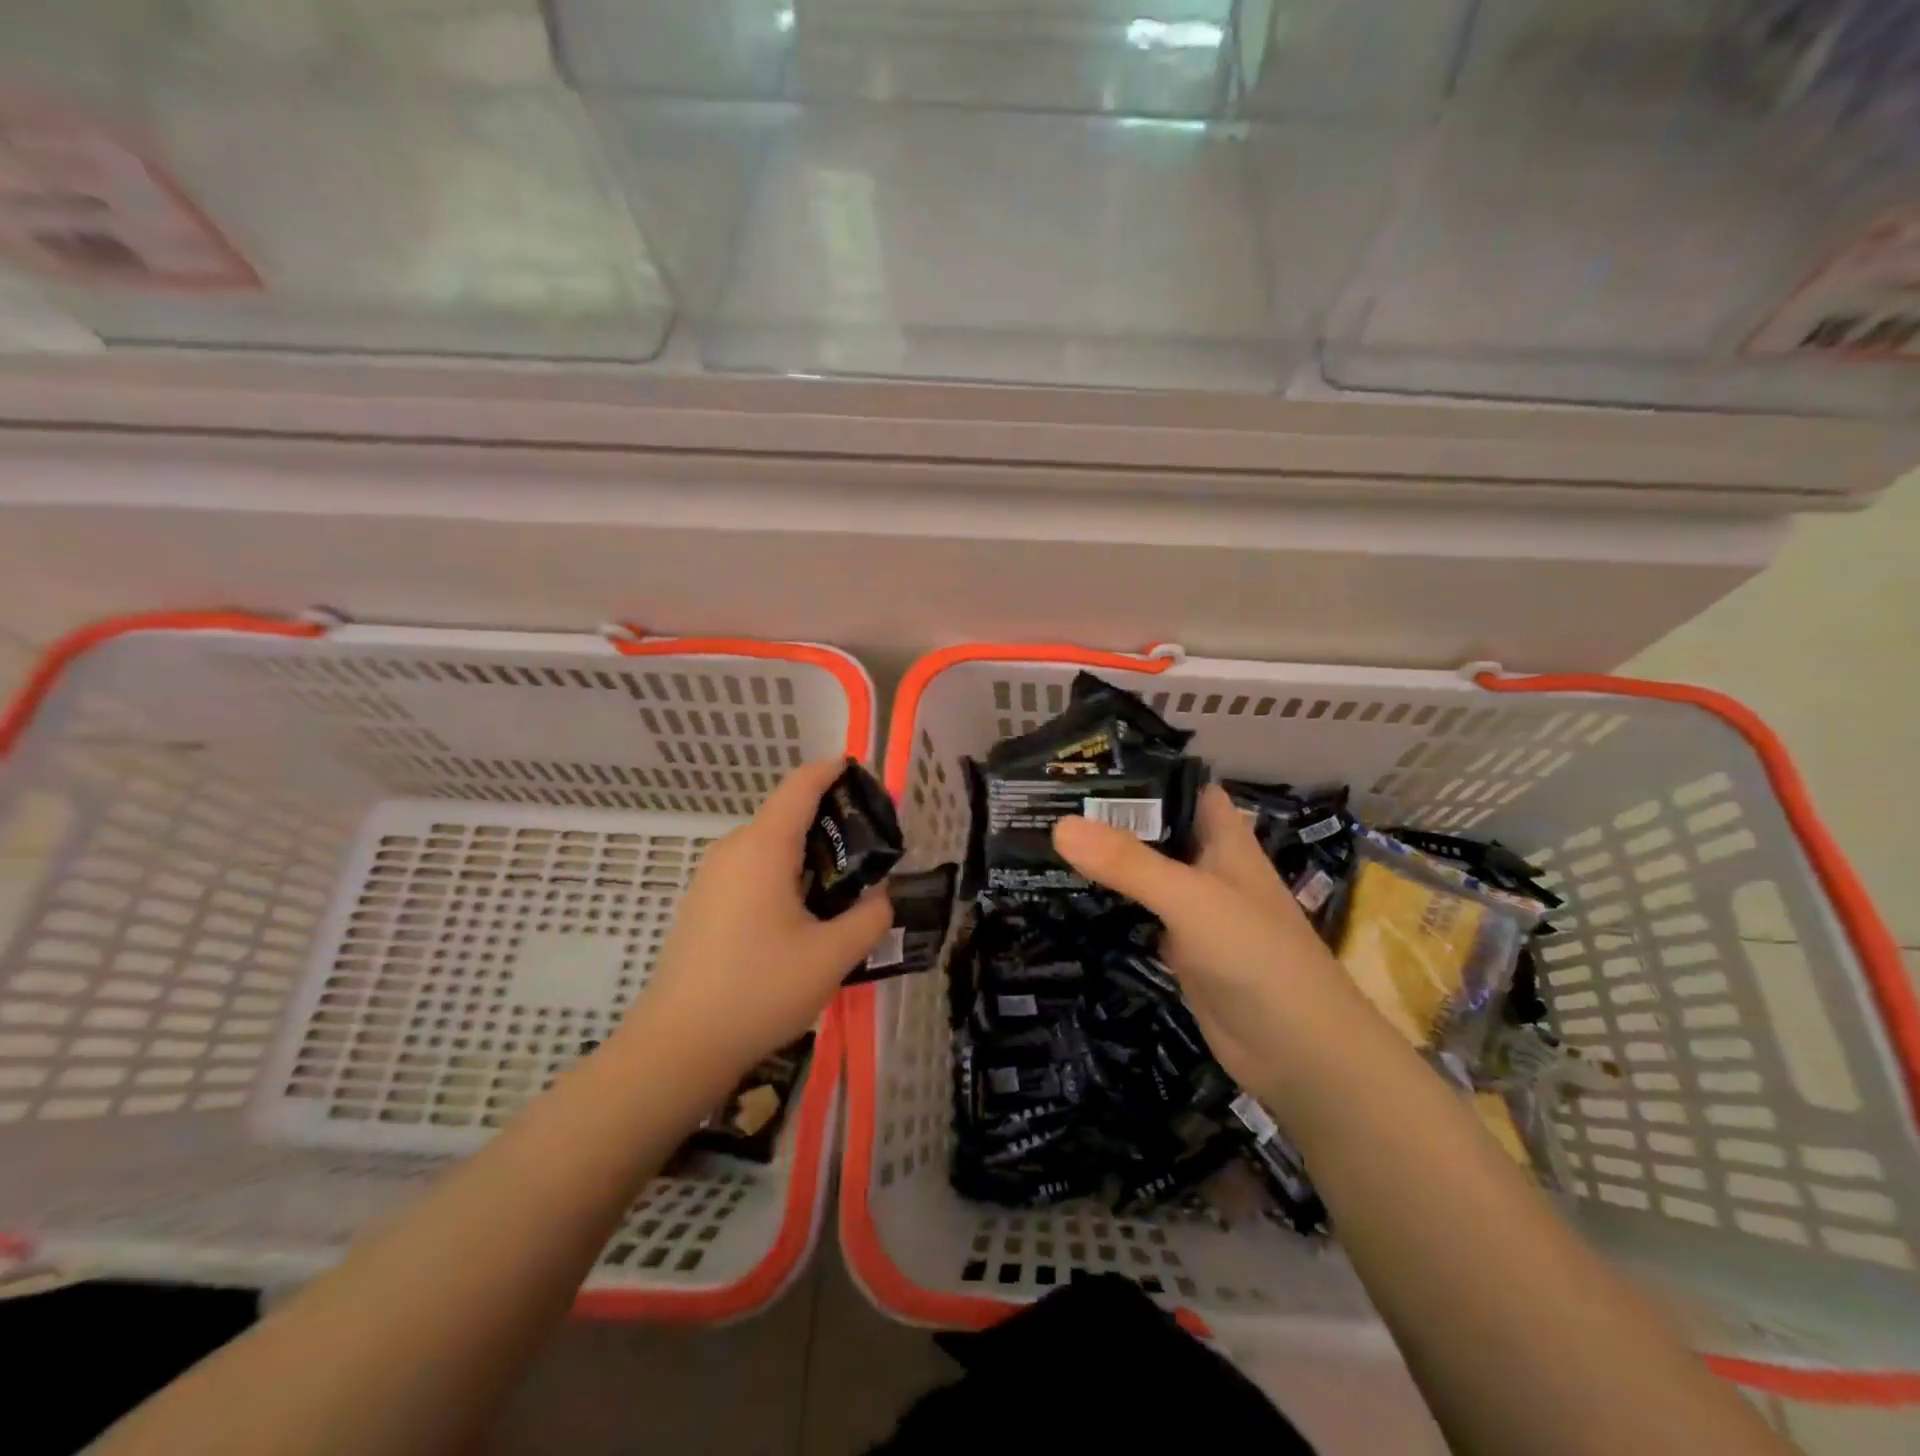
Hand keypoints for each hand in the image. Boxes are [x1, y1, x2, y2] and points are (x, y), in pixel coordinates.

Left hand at [621, 758, 892, 1087]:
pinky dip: (785, 873)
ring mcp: (712, 876)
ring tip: (846, 884)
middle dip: (831, 820)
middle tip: (873, 849)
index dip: (833, 771)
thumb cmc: (759, 990)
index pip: (801, 785)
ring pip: (770, 844)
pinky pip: (753, 869)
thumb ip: (870, 917)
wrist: (677, 1046)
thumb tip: (881, 897)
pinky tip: (805, 913)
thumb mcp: (832, 956)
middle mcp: (733, 849)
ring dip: (809, 852)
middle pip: (787, 813)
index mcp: (763, 847)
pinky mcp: (704, 902)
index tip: (865, 773)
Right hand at [1053, 784, 1399, 1107]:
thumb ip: (1128, 863)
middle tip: (1044, 805)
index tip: (1082, 766)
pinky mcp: (1179, 950)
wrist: (1298, 1052)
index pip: (1180, 787)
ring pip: (1142, 875)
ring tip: (1042, 844)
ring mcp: (1193, 910)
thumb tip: (1059, 825)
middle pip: (1154, 831)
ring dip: (1104, 863)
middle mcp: (1207, 867)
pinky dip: (1108, 908)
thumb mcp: (1190, 898)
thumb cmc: (1255, 955)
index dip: (1139, 773)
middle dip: (1108, 818)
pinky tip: (1065, 900)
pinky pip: (1137, 917)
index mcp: (1223, 838)